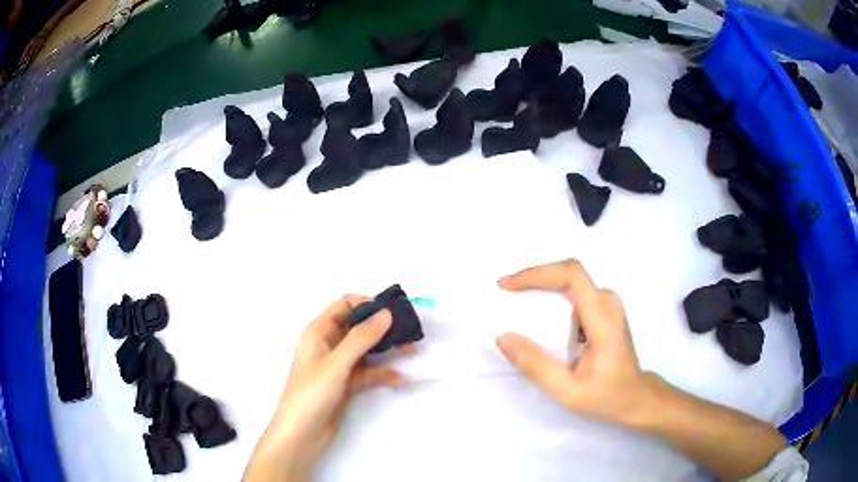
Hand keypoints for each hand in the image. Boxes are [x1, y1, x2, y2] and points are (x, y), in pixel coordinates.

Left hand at [244, 296, 405, 481]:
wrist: (302, 435)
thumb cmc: (311, 394)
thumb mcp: (336, 364)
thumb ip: (361, 338)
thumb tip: (386, 313)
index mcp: (318, 332)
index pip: (344, 305)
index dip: (367, 304)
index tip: (394, 310)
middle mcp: (329, 345)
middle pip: (358, 327)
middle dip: (383, 327)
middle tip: (410, 330)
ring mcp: (339, 366)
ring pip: (366, 350)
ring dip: (388, 350)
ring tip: (414, 350)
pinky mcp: (347, 384)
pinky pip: (368, 372)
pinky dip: (383, 373)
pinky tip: (400, 379)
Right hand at [496, 259, 656, 428]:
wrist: (636, 397)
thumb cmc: (606, 396)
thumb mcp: (568, 390)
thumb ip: (536, 365)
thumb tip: (502, 337)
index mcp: (603, 318)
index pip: (571, 275)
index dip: (537, 273)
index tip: (507, 285)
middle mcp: (608, 301)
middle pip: (568, 272)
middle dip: (534, 277)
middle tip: (505, 292)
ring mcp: (609, 303)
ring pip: (571, 279)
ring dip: (542, 285)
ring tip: (515, 300)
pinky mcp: (605, 308)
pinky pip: (574, 290)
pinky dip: (551, 295)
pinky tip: (537, 313)